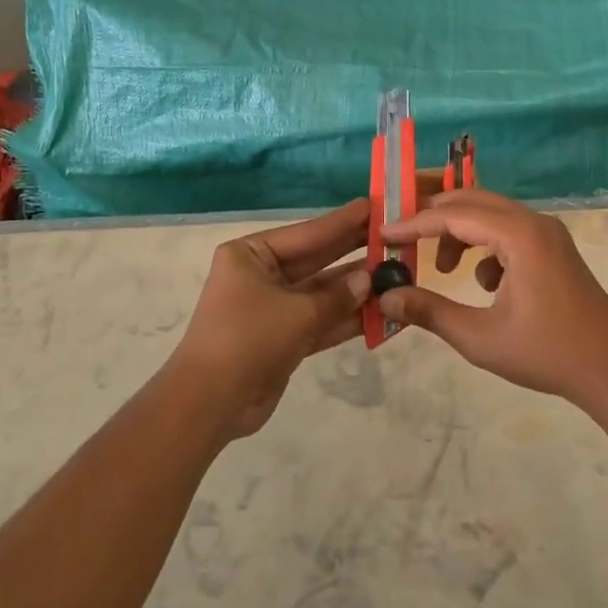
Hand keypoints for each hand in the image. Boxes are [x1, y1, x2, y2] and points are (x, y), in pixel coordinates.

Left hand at [169, 201, 372, 440]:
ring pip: (322, 293)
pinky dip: (347, 318)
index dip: (342, 221)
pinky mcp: (283, 338)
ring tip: (397, 274)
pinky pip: (320, 321)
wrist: (210, 402)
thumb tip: (370, 279)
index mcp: (251, 255)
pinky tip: (382, 312)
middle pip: (316, 259)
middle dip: (353, 251)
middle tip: (393, 235)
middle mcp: (261, 275)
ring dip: (356, 289)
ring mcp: (273, 308)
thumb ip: (337, 296)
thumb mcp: (296, 313)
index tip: (374, 205)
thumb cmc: (248, 339)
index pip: (307, 233)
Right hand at [377, 189, 607, 402]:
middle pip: (472, 201)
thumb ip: (430, 312)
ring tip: (443, 270)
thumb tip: (387, 297)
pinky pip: (508, 230)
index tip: (382, 235)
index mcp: (519, 235)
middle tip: (403, 239)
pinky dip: (485, 246)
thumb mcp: (480, 338)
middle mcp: (534, 222)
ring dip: (460, 232)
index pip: (454, 215)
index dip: (414, 224)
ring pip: (490, 214)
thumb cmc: (547, 353)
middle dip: (434, 218)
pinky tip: (485, 285)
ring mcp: (548, 233)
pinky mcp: (554, 248)